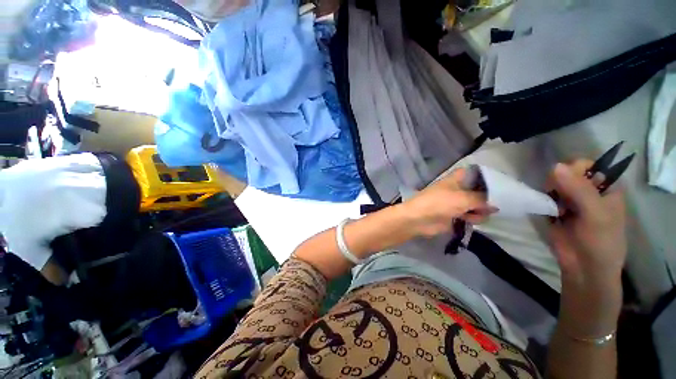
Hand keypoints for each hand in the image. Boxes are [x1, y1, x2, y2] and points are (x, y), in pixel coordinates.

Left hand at [402, 168, 494, 237]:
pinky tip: (473, 221)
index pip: (472, 172)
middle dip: (487, 197)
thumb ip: (482, 200)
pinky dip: (474, 218)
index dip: (485, 175)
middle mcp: (456, 189)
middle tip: (496, 204)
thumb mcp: (463, 198)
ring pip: (475, 205)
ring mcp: (454, 203)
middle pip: (477, 190)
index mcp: (455, 180)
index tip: (500, 182)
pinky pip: (469, 216)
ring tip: (478, 215)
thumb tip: (495, 204)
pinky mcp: (453, 216)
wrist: (419, 219)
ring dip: (480, 210)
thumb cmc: (439, 203)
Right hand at [548, 160, 625, 335]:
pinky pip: (545, 197)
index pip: (588, 165)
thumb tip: (554, 166)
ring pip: (553, 184)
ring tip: (557, 208)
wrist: (584, 268)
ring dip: (550, 193)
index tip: (569, 182)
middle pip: (567, 172)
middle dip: (560, 182)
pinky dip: (543, 201)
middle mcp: (587, 190)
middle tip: (561, 198)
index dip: (575, 169)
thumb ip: (579, 189)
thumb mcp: (596, 214)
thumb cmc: (601, 241)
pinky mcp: (555, 209)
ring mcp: (570, 200)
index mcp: (605, 188)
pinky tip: (549, 212)